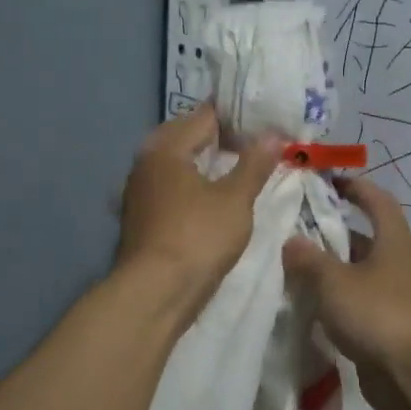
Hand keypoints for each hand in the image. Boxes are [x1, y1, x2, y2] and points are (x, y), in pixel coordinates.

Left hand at [116, 105, 283, 312]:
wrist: (155, 293)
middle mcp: (146, 163)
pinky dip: (192, 185)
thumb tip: (271, 135)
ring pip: (176, 164)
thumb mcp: (235, 200)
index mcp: (166, 148)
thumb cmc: (197, 238)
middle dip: (218, 137)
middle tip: (253, 142)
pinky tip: (211, 197)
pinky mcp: (141, 218)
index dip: (236, 116)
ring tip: (237, 168)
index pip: (204, 117)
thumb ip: (254, 165)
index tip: (264, 119)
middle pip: (185, 137)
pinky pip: (171, 187)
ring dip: (204, 162)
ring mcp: (139, 192)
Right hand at [281, 177, 410, 409]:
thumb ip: (309, 260)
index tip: (325, 181)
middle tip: (291, 231)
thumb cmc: (379, 314)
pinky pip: (356, 306)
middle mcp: (398, 264)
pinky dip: (334, 303)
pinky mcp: (387, 329)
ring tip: (289, 268)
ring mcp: (395, 298)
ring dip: (328, 271)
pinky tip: (306, 307)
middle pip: (362, 239)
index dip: (354, 187)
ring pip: (356, 275)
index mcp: (394, 241)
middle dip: (329, 234)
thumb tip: (290, 241)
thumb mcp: (335, 282)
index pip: (376, 201)